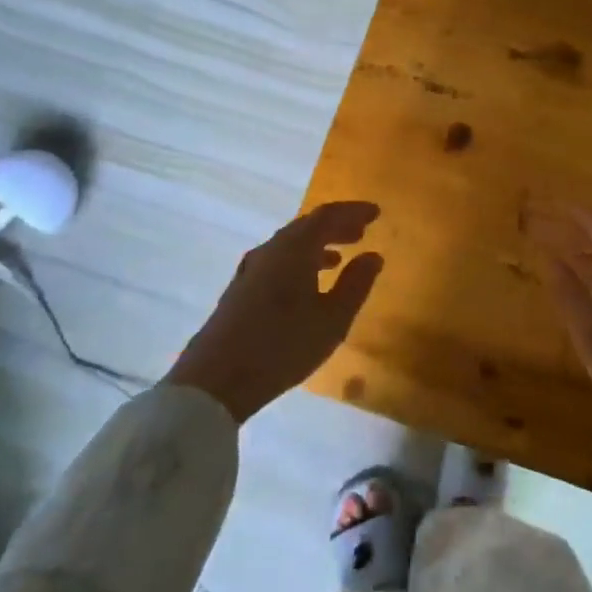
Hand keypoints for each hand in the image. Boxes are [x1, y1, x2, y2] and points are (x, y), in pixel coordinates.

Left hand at [167, 201, 383, 423]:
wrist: (216, 379)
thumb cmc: (283, 346)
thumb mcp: (332, 319)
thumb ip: (356, 284)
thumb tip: (373, 256)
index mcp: (295, 249)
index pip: (327, 216)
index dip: (353, 212)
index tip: (376, 213)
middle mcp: (271, 250)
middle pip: (307, 226)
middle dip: (336, 226)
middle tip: (361, 232)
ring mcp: (251, 269)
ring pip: (290, 244)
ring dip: (317, 245)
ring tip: (340, 257)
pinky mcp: (241, 289)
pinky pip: (278, 260)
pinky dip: (299, 261)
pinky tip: (307, 284)